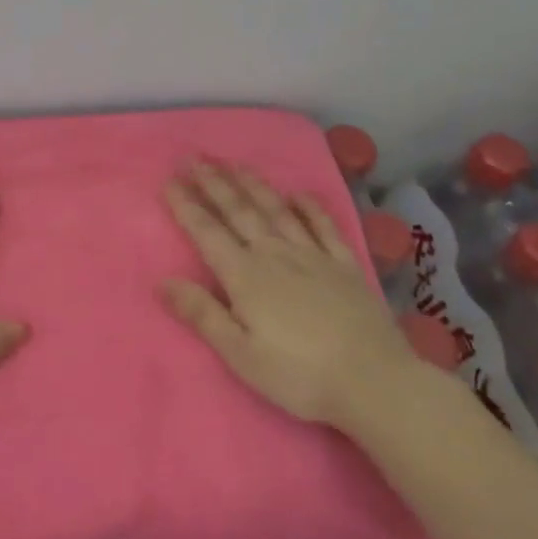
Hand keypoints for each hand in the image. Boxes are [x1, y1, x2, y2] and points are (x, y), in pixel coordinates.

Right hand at [161, 160, 429, 428]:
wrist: (374, 381)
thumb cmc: (299, 375)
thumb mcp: (240, 354)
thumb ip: (202, 314)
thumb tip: (163, 281)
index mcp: (246, 276)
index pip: (207, 233)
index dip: (186, 206)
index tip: (169, 180)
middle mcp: (276, 255)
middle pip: (239, 212)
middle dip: (214, 184)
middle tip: (194, 158)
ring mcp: (314, 257)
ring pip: (277, 211)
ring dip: (253, 185)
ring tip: (235, 164)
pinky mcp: (345, 265)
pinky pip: (324, 227)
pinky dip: (309, 207)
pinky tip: (299, 194)